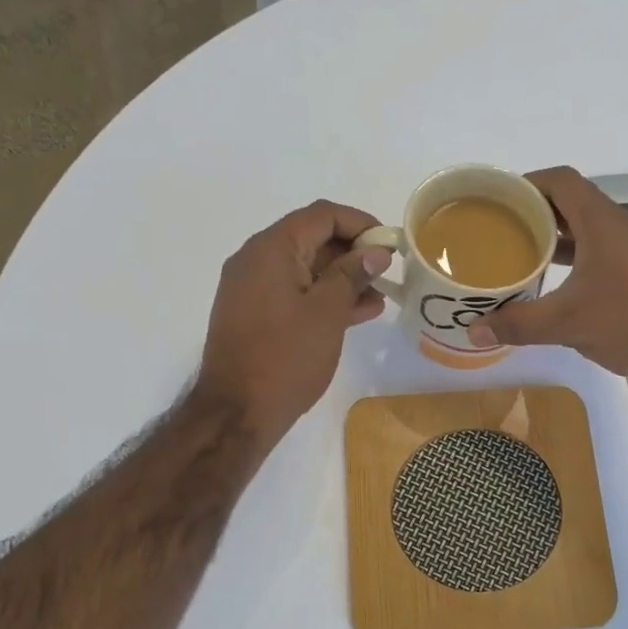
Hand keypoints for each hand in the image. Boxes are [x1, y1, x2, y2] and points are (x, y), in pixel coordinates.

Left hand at [194, 200, 390, 440]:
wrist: (237, 412)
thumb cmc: (285, 357)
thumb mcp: (327, 312)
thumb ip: (352, 275)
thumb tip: (375, 251)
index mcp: (271, 249)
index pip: (322, 216)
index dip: (360, 224)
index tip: (390, 245)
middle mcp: (256, 260)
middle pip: (312, 239)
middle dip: (353, 253)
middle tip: (388, 273)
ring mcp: (253, 289)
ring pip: (306, 269)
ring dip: (342, 279)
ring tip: (380, 298)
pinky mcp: (255, 315)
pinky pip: (295, 293)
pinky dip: (324, 298)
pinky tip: (357, 313)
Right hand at [470, 166, 627, 398]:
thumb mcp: (569, 322)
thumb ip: (519, 323)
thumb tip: (472, 331)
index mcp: (602, 222)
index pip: (561, 181)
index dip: (526, 182)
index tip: (494, 199)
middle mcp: (618, 230)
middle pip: (570, 205)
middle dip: (532, 214)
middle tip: (495, 232)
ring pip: (584, 235)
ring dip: (551, 242)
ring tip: (515, 258)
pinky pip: (595, 260)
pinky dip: (570, 267)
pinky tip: (549, 291)